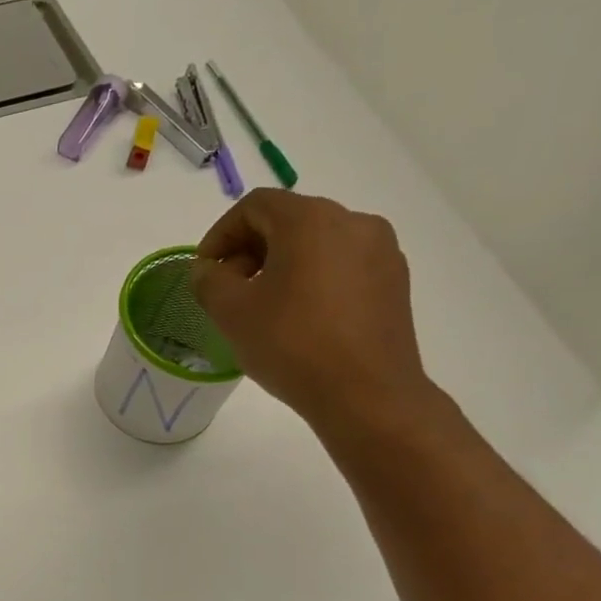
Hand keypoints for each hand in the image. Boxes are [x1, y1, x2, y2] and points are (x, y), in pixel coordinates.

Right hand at [191, 189, 440, 439]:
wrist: (366, 394)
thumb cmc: (291, 345)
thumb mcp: (231, 312)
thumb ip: (209, 280)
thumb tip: (210, 269)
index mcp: (311, 220)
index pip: (254, 206)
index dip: (220, 234)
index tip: (206, 271)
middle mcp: (353, 222)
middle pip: (288, 220)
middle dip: (250, 250)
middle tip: (229, 290)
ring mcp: (381, 251)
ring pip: (317, 243)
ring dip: (281, 265)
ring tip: (263, 306)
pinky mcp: (394, 281)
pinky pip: (342, 265)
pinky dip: (313, 278)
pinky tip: (300, 317)